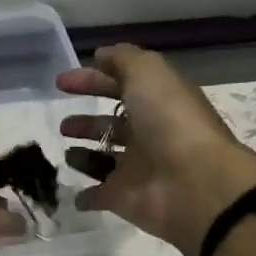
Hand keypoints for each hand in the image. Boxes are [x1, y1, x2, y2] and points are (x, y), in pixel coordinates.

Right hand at [57, 45, 255, 255]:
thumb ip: (123, 60)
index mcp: (156, 102)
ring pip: (104, 160)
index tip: (61, 83)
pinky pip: (100, 196)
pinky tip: (72, 193)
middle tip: (63, 124)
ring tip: (65, 153)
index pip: (120, 86)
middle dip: (87, 122)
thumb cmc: (171, 121)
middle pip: (112, 125)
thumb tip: (101, 56)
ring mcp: (136, 169)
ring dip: (84, 156)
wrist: (195, 183)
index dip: (92, 80)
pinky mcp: (124, 199)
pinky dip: (86, 196)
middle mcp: (147, 134)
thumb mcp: (148, 73)